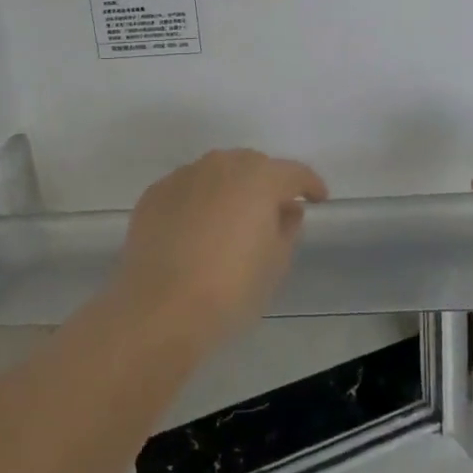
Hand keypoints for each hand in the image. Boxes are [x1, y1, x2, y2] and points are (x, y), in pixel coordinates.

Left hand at [112, 149, 327, 353]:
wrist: (160, 307)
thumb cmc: (230, 288)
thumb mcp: (275, 264)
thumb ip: (287, 228)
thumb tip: (286, 210)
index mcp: (259, 178)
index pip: (293, 172)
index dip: (309, 184)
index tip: (318, 198)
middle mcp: (220, 165)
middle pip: (252, 165)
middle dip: (266, 183)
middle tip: (272, 211)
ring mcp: (183, 176)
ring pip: (216, 172)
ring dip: (229, 188)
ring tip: (231, 219)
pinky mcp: (155, 194)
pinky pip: (187, 189)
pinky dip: (198, 201)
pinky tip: (196, 229)